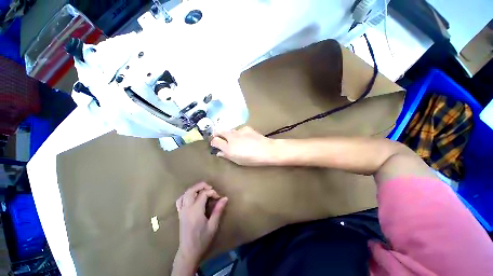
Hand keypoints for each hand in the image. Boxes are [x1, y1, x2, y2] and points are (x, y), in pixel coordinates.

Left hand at [174, 182, 227, 271]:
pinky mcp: (179, 214)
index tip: (219, 198)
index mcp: (196, 211)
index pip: (204, 194)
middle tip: (211, 188)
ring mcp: (182, 211)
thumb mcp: (213, 226)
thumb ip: (218, 210)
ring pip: (185, 193)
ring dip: (194, 189)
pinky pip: (180, 200)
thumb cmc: (202, 240)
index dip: (212, 192)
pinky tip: (192, 197)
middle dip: (202, 186)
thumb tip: (225, 198)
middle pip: (191, 190)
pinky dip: (186, 195)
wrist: (188, 252)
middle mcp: (187, 208)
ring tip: (202, 191)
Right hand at [211, 126, 275, 165]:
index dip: (213, 142)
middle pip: (219, 131)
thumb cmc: (252, 159)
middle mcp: (231, 137)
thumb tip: (219, 152)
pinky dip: (239, 133)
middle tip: (221, 139)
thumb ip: (226, 155)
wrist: (266, 150)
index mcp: (228, 147)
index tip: (215, 145)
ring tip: (235, 140)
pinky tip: (246, 137)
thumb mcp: (237, 160)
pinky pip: (239, 130)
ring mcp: (238, 131)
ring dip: (229, 134)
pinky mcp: (246, 128)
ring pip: (229, 130)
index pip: (214, 141)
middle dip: (217, 134)